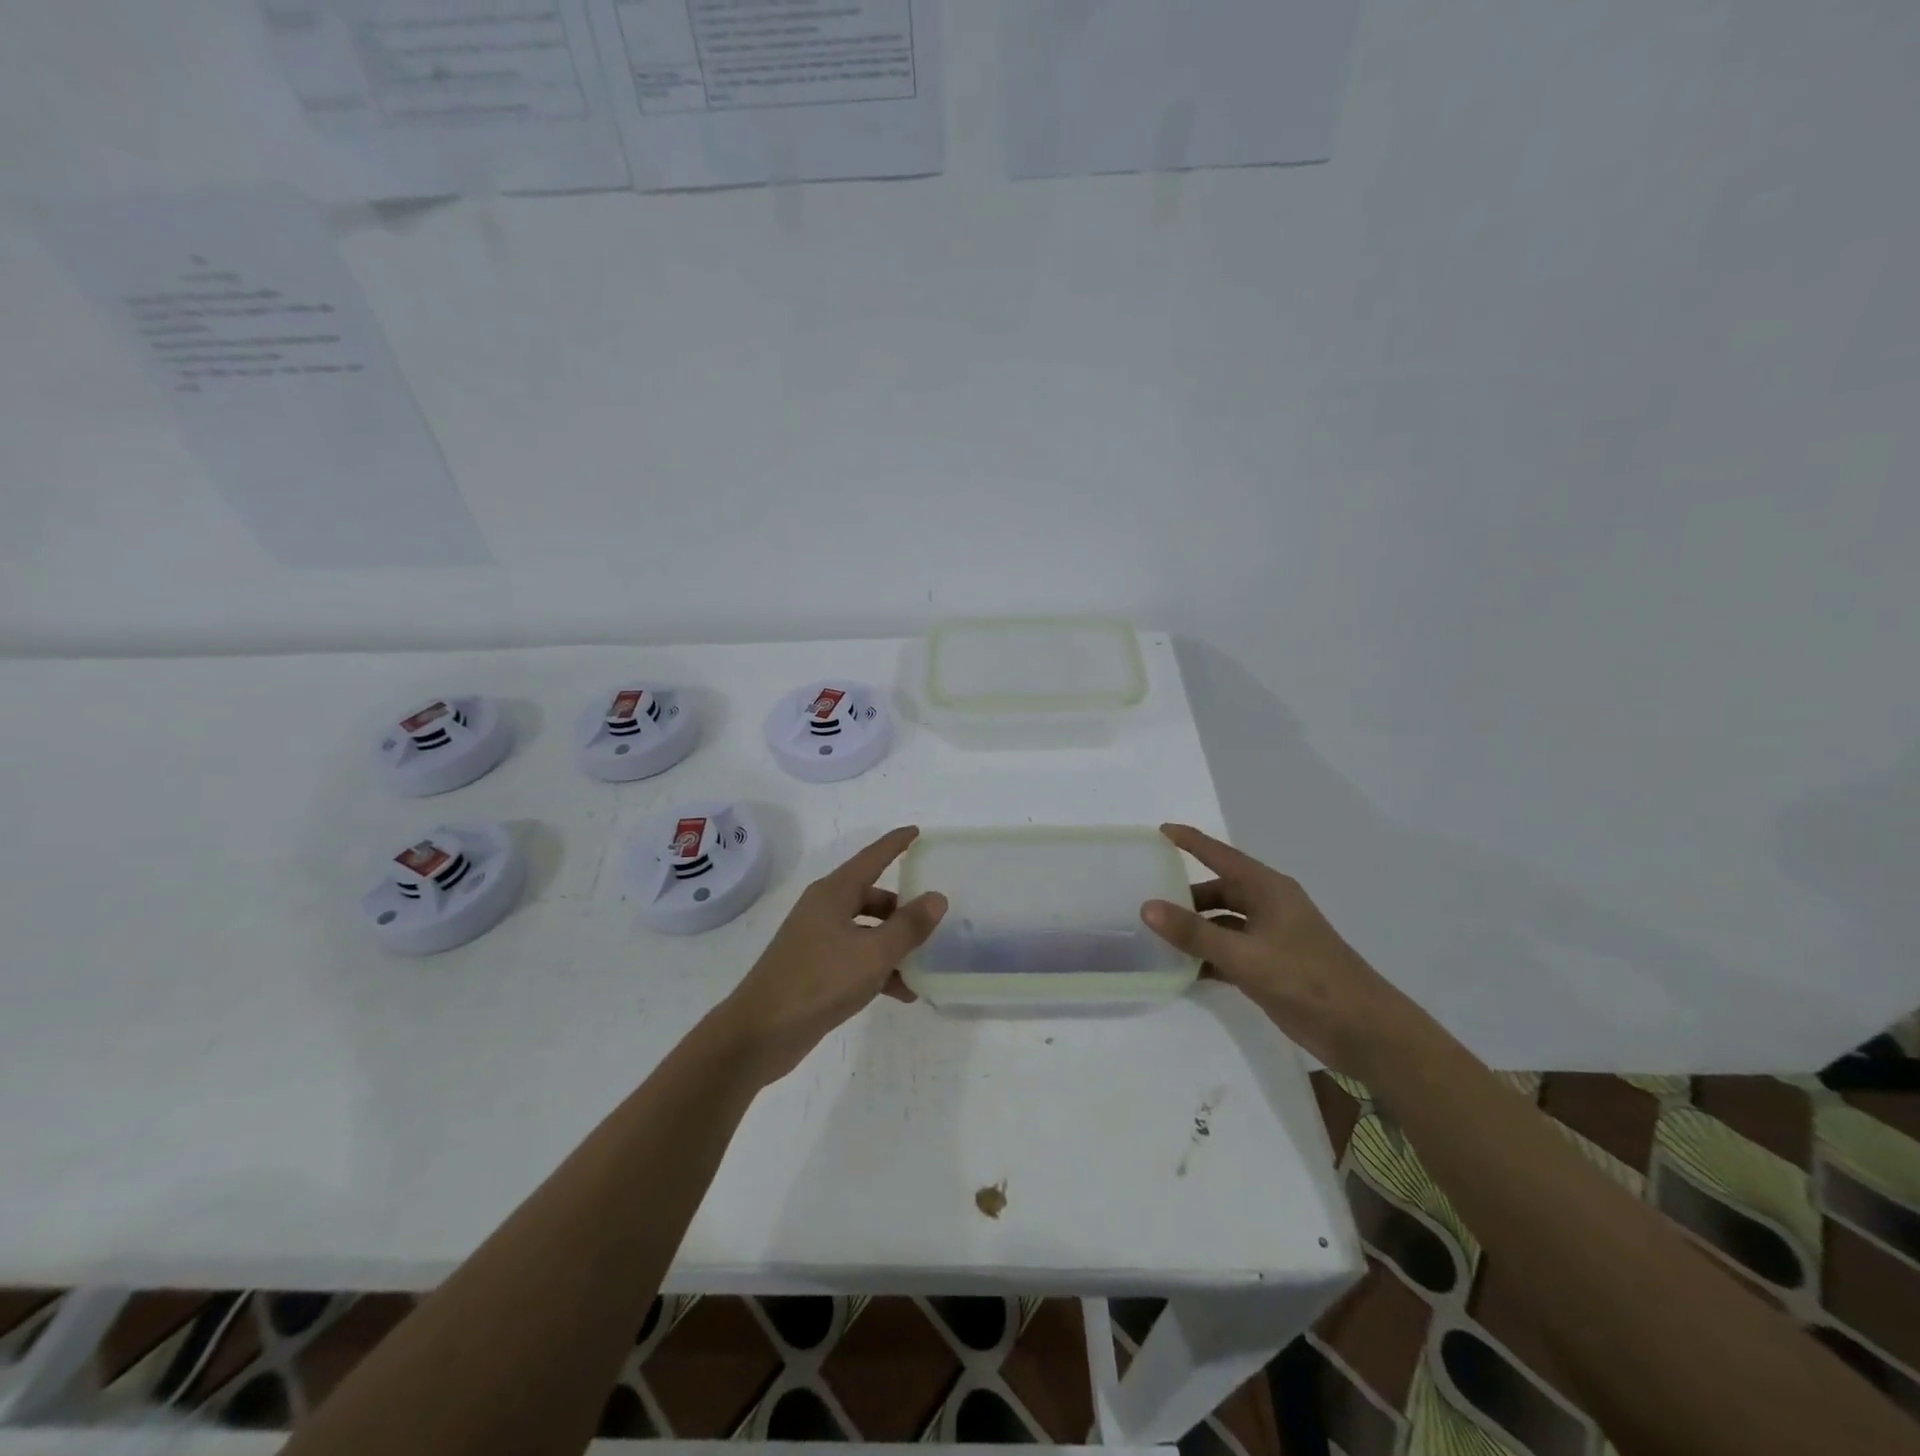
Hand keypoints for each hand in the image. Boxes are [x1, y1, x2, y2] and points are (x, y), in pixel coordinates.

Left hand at [716, 826, 946, 1085]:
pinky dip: (878, 968)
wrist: (760, 1033)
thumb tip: (936, 897)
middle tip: (932, 918)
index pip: (872, 857)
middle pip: (871, 896)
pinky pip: (855, 957)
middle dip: (902, 908)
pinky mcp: (813, 969)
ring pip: (866, 930)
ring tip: (923, 966)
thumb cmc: (819, 982)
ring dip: (893, 945)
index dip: (896, 843)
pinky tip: (901, 992)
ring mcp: (816, 939)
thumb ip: (909, 926)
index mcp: (834, 893)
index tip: (917, 831)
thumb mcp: (874, 954)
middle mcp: (824, 909)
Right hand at [1139, 824, 1416, 1077]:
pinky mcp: (1271, 966)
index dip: (1190, 841)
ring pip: (1222, 923)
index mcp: (1268, 889)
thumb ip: (1195, 933)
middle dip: (1185, 895)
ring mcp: (1271, 937)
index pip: (1220, 855)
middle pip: (1219, 890)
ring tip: (1155, 936)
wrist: (1363, 1031)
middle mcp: (1268, 906)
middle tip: (1146, 899)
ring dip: (1194, 929)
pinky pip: (1229, 951)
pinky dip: (1207, 956)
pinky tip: (1181, 970)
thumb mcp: (1245, 955)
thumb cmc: (1306, 979)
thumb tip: (1147, 907)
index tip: (1159, 830)